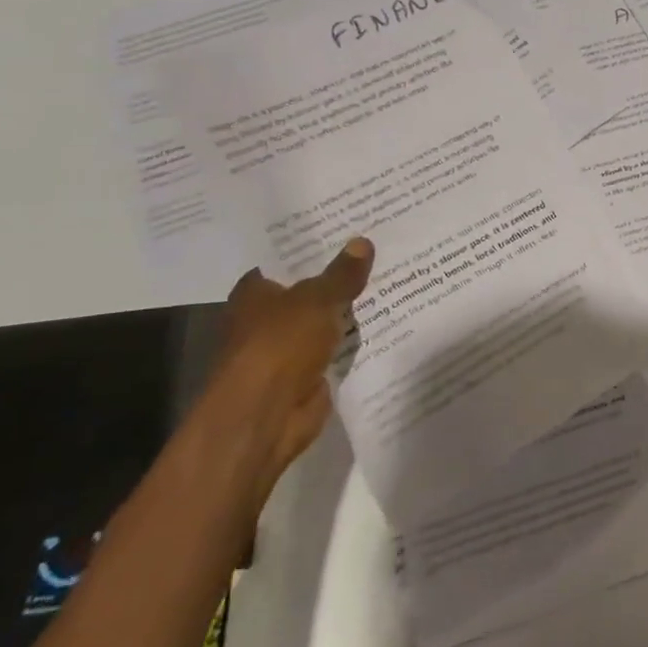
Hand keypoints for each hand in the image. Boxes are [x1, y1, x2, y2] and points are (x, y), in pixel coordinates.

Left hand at [195, 237, 374, 501]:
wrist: (266, 415)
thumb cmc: (279, 345)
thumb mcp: (317, 300)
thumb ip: (342, 274)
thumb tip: (363, 241)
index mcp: (254, 293)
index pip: (285, 261)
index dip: (314, 248)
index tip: (347, 231)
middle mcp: (266, 318)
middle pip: (309, 290)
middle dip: (339, 277)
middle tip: (380, 251)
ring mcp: (287, 348)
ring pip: (325, 320)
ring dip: (350, 311)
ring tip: (393, 281)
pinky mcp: (307, 374)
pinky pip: (336, 348)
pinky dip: (355, 341)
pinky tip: (388, 322)